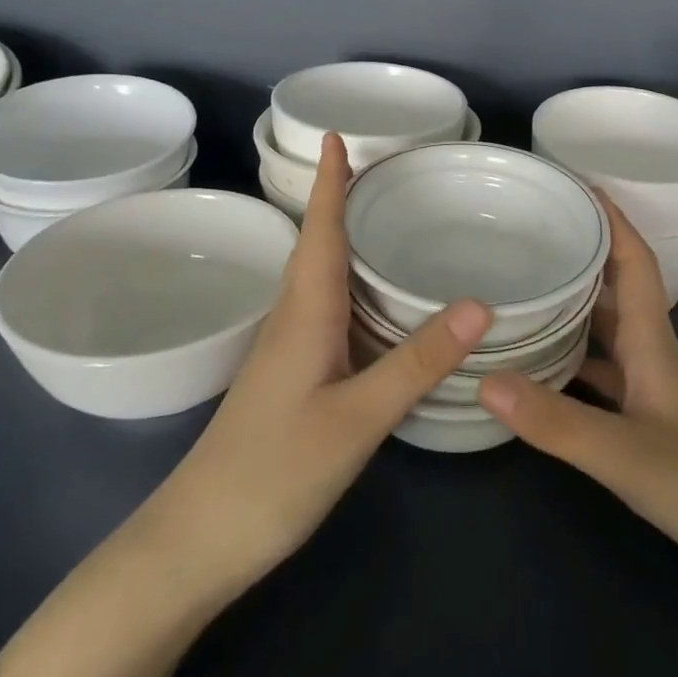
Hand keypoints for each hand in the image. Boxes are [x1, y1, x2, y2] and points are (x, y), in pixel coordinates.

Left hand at [156, 132, 492, 605]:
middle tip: (380, 169)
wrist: (199, 541)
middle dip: (340, 201)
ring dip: (342, 239)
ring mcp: (287, 350)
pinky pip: (323, 310)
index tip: (335, 135)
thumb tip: (478, 303)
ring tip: (382, 218)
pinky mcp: (290, 376)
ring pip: (319, 278)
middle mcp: (293, 318)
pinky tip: (371, 301)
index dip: (329, 183)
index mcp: (306, 312)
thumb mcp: (357, 418)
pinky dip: (348, 285)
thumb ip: (416, 361)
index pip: (320, 230)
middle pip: (318, 245)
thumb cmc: (274, 472)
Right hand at [478, 194, 677, 606]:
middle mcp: (653, 354)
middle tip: (529, 232)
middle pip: (615, 288)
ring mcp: (655, 389)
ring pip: (607, 332)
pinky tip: (541, 370)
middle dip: (580, 253)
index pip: (633, 261)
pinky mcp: (652, 421)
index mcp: (654, 342)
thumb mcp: (627, 456)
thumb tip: (482, 377)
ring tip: (522, 289)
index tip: (576, 183)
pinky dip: (573, 361)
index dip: (611, 218)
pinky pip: (604, 374)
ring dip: (572, 306)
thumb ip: (555, 421)